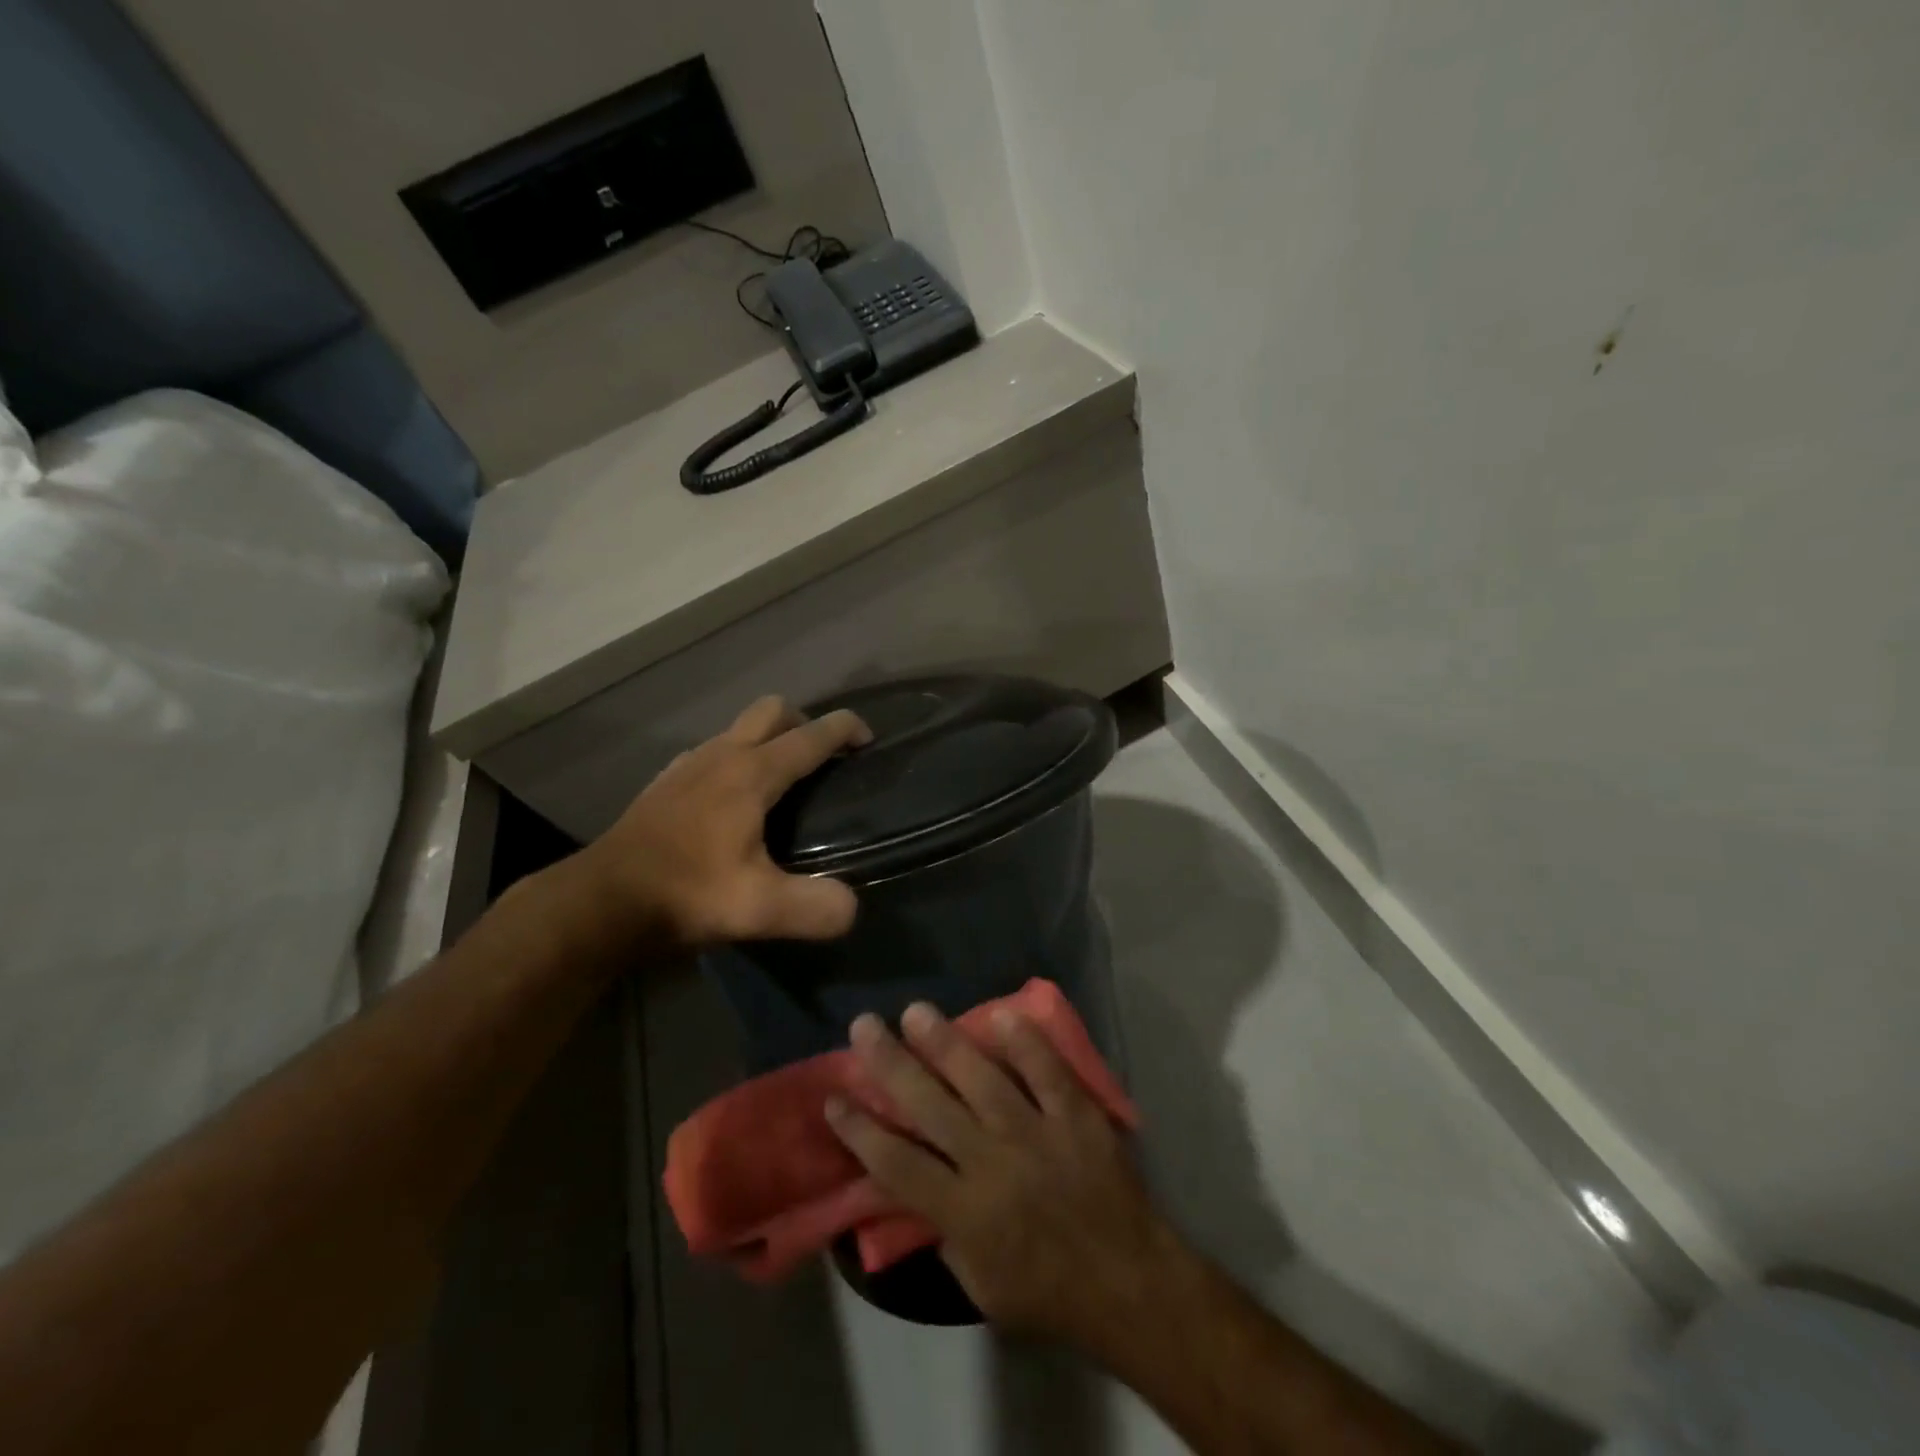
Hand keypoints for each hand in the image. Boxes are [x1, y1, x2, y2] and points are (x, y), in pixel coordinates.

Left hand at [556, 695, 871, 952]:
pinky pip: (711, 752)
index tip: (868, 739)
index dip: (845, 728)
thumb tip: (850, 907)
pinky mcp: (665, 783)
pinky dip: (734, 759)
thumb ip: (816, 907)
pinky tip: (731, 801)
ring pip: (738, 728)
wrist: (601, 901)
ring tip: (782, 781)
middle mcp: (722, 755)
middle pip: (772, 710)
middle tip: (823, 757)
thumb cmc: (684, 894)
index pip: (811, 735)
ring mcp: (688, 765)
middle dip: (805, 721)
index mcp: (752, 774)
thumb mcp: (759, 910)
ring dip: (767, 738)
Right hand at [826, 1002, 1182, 1350]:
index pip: (897, 1164)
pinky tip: (1002, 1014)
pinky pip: (1048, 1072)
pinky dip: (1027, 1043)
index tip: (834, 1097)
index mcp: (965, 1214)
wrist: (1130, 1284)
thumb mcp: (980, 1287)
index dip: (860, 1130)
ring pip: (982, 1079)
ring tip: (916, 1011)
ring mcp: (1037, 1134)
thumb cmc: (1048, 1294)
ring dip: (946, 1042)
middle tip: (864, 1025)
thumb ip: (942, 1233)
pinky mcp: (1077, 1116)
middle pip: (930, 1107)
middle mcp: (994, 1165)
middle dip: (891, 1064)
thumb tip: (910, 1186)